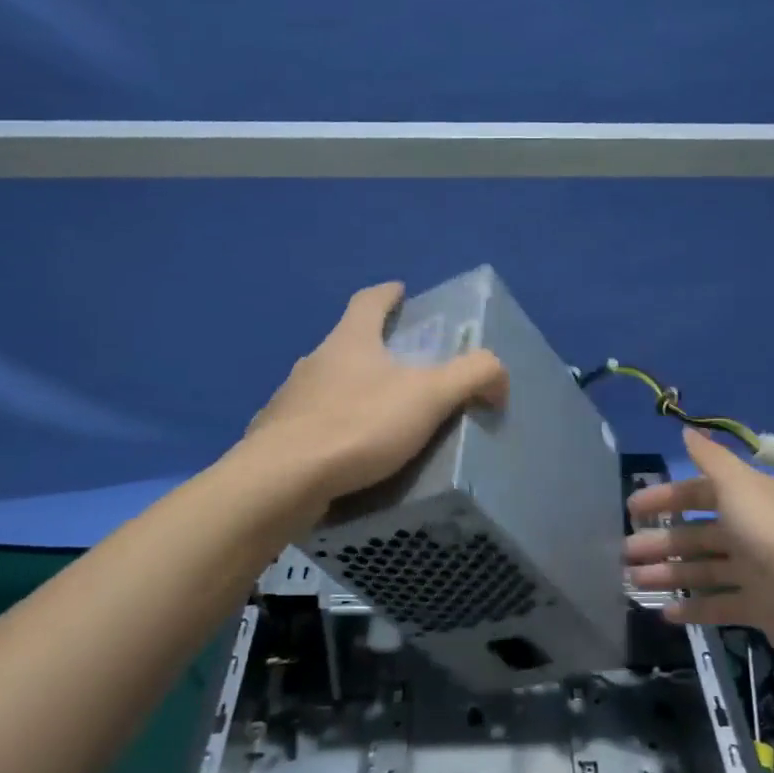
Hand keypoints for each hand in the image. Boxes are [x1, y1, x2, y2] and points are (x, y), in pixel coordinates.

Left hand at [245, 282, 508, 504]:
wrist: (282, 481)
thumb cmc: (358, 426)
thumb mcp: (429, 397)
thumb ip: (472, 376)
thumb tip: (498, 376)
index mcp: (349, 341)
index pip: (368, 301)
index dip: (387, 294)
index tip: (401, 291)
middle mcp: (314, 362)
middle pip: (346, 343)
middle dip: (372, 348)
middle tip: (402, 367)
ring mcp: (289, 399)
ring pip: (325, 385)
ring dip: (349, 391)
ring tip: (376, 417)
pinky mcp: (275, 437)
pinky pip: (310, 425)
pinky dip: (329, 430)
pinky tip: (344, 455)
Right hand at [624, 428, 773, 678]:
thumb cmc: (772, 537)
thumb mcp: (739, 486)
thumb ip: (711, 459)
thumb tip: (686, 431)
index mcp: (752, 498)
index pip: (700, 493)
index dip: (666, 498)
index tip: (632, 510)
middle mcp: (754, 530)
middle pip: (698, 533)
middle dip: (661, 541)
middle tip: (625, 553)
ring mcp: (757, 571)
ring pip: (704, 569)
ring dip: (669, 573)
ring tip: (633, 582)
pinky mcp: (760, 608)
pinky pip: (719, 605)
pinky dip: (693, 607)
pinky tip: (664, 613)